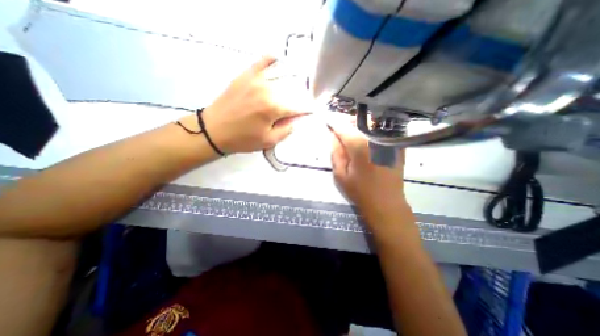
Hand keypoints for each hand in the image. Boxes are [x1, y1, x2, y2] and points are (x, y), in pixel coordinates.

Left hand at [180, 55, 305, 152]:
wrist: (214, 130)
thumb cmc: (242, 139)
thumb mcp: (268, 141)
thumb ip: (287, 129)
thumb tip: (298, 119)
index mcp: (274, 108)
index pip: (298, 107)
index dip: (307, 110)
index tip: (312, 111)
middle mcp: (267, 89)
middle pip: (291, 91)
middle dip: (298, 99)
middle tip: (298, 105)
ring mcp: (255, 79)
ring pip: (280, 76)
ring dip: (291, 81)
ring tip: (295, 87)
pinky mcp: (245, 75)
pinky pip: (261, 62)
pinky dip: (271, 59)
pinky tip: (278, 59)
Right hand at [330, 120, 410, 218]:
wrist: (386, 203)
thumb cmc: (360, 191)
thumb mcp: (340, 174)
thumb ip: (336, 152)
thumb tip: (334, 136)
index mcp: (359, 145)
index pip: (343, 127)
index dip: (334, 124)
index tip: (328, 122)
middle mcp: (376, 138)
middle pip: (358, 121)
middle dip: (347, 123)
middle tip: (341, 130)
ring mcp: (389, 140)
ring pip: (371, 124)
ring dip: (359, 126)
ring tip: (352, 135)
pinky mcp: (397, 145)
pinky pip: (382, 131)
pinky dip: (371, 131)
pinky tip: (366, 140)